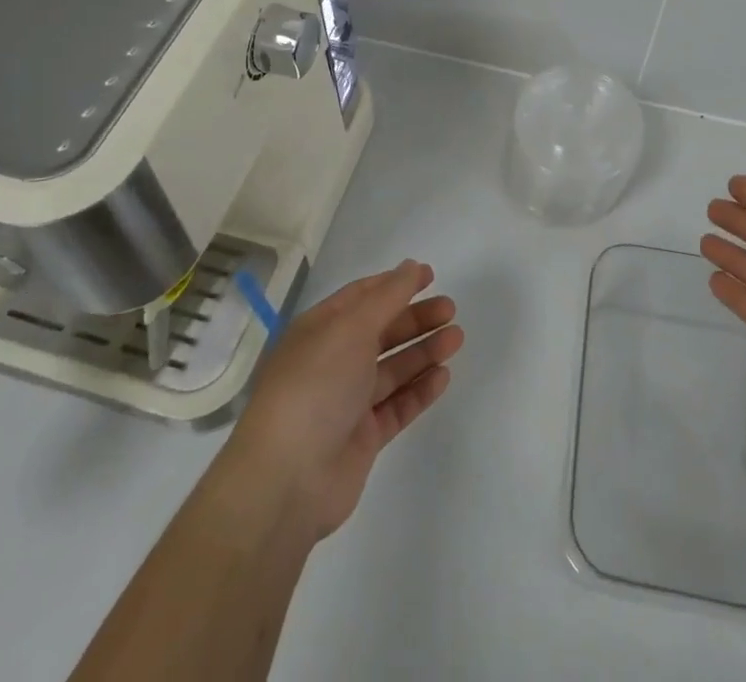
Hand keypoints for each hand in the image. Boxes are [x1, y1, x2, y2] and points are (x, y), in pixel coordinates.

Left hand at [221, 261, 463, 541]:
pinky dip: (419, 390)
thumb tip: (411, 266)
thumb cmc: (316, 386)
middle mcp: (332, 361)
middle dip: (415, 318)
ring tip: (457, 338)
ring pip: (392, 368)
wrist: (288, 479)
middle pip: (381, 331)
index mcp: (320, 329)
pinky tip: (443, 376)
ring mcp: (347, 401)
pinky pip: (397, 405)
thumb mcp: (352, 328)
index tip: (430, 275)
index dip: (395, 283)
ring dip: (424, 351)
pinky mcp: (363, 438)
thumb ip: (388, 296)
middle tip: (450, 309)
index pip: (361, 297)